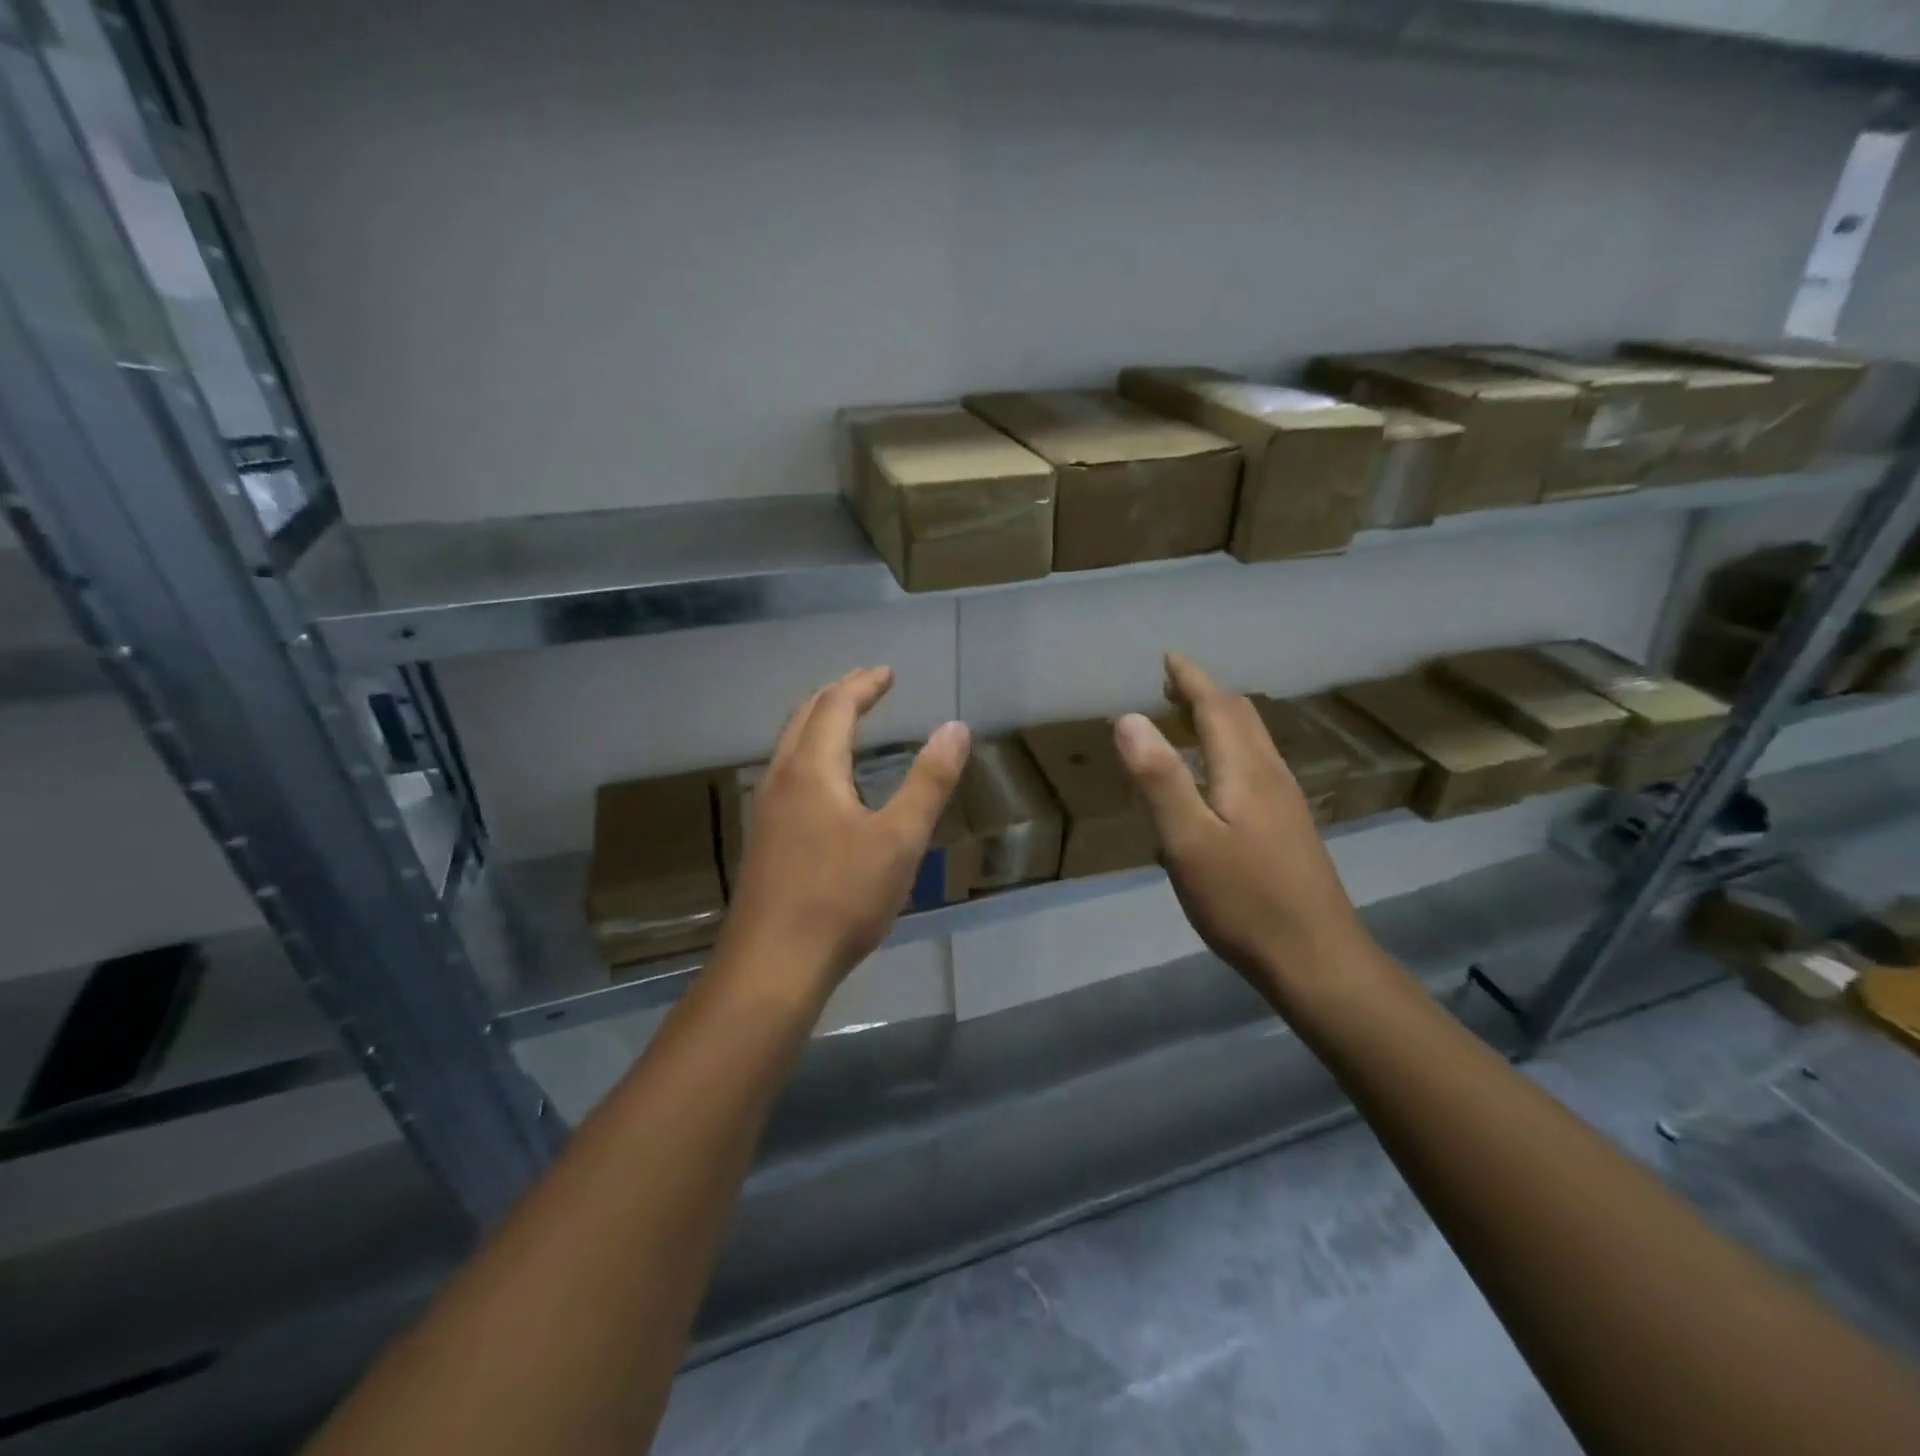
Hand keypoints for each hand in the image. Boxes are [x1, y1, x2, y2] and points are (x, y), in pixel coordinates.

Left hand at [718, 667, 969, 998]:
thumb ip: (928, 781)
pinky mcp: (762, 840)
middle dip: (837, 696)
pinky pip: (785, 775)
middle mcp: (780, 779)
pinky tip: (825, 786)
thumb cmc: (841, 898)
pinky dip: (810, 756)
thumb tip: (955, 728)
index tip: (888, 673)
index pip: (836, 706)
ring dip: (818, 724)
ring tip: (847, 725)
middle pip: (804, 718)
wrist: (772, 965)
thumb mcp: (900, 839)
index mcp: (812, 770)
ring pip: (788, 747)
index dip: (864, 685)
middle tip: (867, 687)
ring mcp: (764, 811)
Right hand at [1113, 653, 1370, 1010]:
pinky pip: (1256, 766)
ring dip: (1219, 720)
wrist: (1317, 959)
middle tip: (1171, 685)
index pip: (1218, 708)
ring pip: (1253, 742)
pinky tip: (1216, 777)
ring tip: (1187, 720)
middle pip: (1241, 718)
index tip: (1168, 658)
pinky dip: (1229, 749)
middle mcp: (1272, 776)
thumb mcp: (1187, 841)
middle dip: (1205, 694)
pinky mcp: (1289, 828)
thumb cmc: (1244, 901)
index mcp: (1246, 771)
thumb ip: (1158, 779)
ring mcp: (1286, 804)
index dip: (1191, 680)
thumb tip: (1128, 719)